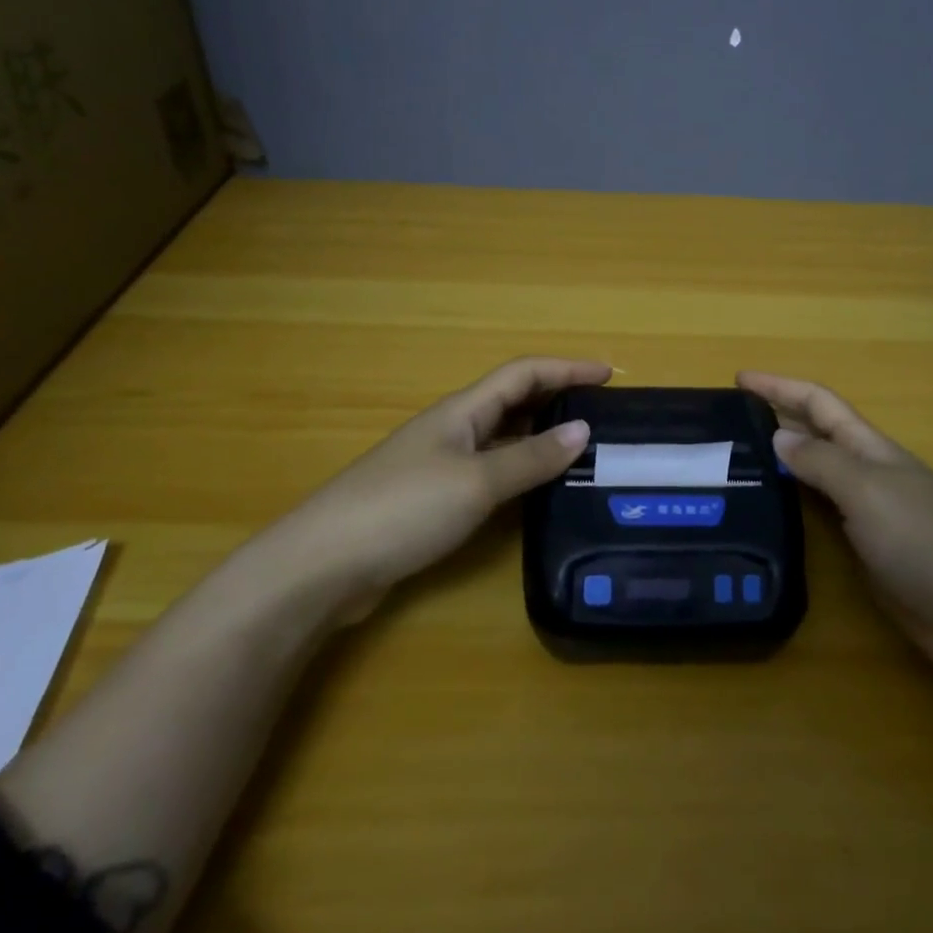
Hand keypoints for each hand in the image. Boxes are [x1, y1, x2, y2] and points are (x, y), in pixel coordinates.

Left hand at [260, 357, 610, 608]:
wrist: (323, 564)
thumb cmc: (403, 509)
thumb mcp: (475, 482)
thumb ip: (530, 458)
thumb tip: (583, 430)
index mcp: (462, 412)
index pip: (523, 374)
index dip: (566, 368)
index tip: (609, 374)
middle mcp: (454, 430)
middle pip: (513, 401)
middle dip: (558, 399)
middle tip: (604, 413)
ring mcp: (441, 466)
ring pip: (503, 439)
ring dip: (541, 437)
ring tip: (584, 450)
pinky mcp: (434, 500)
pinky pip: (490, 473)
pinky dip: (520, 472)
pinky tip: (538, 492)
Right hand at [737, 371, 932, 674]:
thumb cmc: (924, 541)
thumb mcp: (867, 491)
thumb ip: (822, 461)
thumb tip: (778, 436)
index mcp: (870, 448)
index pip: (818, 403)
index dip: (780, 386)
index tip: (738, 378)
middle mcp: (867, 471)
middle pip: (816, 432)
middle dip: (776, 417)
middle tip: (726, 421)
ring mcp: (868, 510)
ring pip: (816, 472)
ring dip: (781, 459)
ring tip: (736, 460)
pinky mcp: (866, 548)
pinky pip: (821, 512)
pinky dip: (793, 502)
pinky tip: (771, 510)